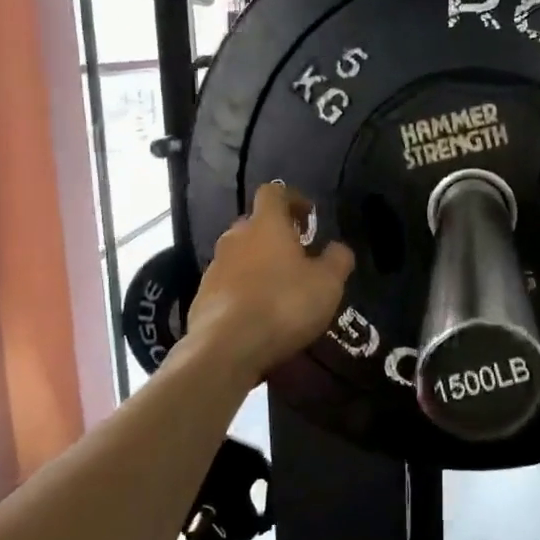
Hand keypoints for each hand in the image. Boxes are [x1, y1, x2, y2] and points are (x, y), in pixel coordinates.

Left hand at [188, 182, 354, 384]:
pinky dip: (243, 291)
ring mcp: (214, 267)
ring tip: (278, 289)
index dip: (292, 199)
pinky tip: (257, 314)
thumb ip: (337, 259)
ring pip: (240, 256)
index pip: (273, 192)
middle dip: (275, 235)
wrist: (226, 347)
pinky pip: (227, 284)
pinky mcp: (201, 297)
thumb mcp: (328, 283)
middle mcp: (235, 237)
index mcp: (266, 224)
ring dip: (258, 264)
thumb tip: (338, 248)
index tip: (308, 215)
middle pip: (254, 224)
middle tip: (297, 255)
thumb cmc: (284, 304)